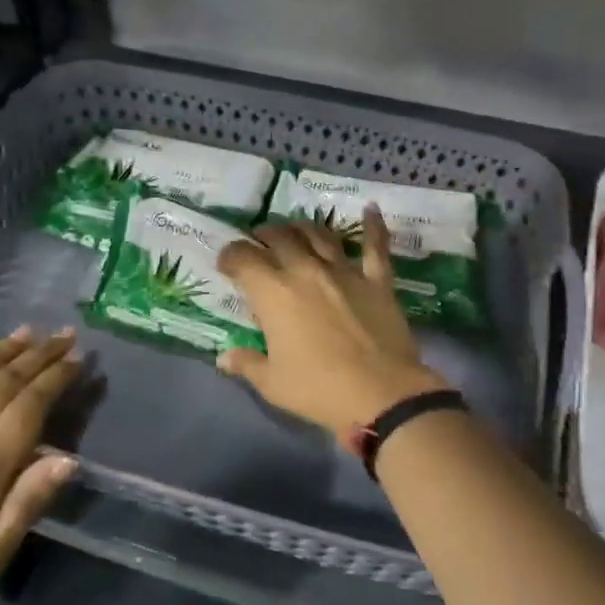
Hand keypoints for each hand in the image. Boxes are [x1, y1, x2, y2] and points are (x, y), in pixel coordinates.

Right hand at [216, 207, 449, 441]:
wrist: (381, 395)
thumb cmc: (318, 390)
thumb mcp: (272, 383)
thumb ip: (247, 364)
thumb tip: (224, 358)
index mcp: (274, 293)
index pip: (244, 259)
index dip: (230, 256)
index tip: (226, 262)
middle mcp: (306, 271)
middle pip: (280, 238)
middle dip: (265, 235)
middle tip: (259, 240)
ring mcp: (344, 272)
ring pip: (320, 235)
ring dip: (304, 227)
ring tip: (296, 228)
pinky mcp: (377, 281)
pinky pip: (375, 247)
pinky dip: (373, 226)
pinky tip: (370, 209)